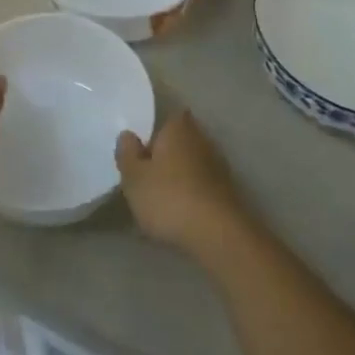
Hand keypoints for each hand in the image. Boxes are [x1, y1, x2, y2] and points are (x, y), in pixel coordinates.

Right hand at [116, 111, 250, 257]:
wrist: (218, 235)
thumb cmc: (169, 198)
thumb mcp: (134, 177)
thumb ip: (127, 153)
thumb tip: (128, 135)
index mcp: (178, 127)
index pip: (164, 119)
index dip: (151, 132)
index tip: (138, 150)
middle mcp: (201, 139)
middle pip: (178, 142)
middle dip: (164, 155)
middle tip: (145, 175)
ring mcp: (218, 166)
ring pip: (190, 165)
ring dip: (178, 177)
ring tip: (159, 199)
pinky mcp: (227, 192)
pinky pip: (200, 187)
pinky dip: (190, 195)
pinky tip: (179, 214)